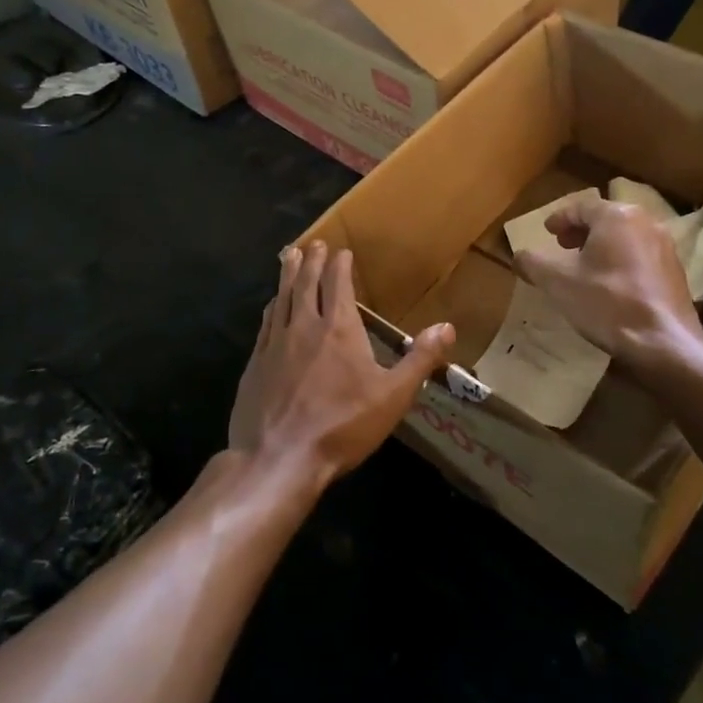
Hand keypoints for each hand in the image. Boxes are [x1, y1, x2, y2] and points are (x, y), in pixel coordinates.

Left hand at [228, 241, 454, 492]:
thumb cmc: (342, 426)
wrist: (278, 459)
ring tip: (289, 256)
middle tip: (314, 243)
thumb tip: (447, 327)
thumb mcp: (393, 396)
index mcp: (339, 329)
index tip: (341, 251)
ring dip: (288, 275)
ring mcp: (275, 344)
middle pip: (306, 284)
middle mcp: (304, 327)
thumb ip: (420, 359)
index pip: (338, 285)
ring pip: (282, 298)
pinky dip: (272, 306)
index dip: (340, 266)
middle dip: (312, 261)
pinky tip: (272, 304)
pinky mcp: (255, 364)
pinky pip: (266, 323)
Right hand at [514, 198, 702, 366]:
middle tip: (563, 245)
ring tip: (585, 265)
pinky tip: (611, 284)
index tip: (547, 231)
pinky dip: (621, 259)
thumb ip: (534, 263)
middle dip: (581, 230)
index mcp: (616, 216)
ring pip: (625, 236)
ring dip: (602, 245)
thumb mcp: (558, 283)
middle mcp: (645, 222)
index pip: (581, 207)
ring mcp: (665, 246)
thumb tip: (518, 255)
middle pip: (606, 218)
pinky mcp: (675, 270)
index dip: (560, 218)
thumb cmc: (607, 303)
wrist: (663, 342)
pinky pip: (641, 254)